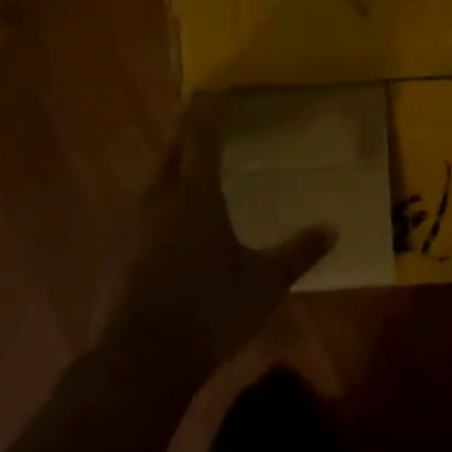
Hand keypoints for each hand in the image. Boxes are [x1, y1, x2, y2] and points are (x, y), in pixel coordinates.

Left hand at [98, 94, 336, 389]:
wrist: (141, 361)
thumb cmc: (210, 309)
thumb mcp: (266, 282)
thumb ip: (298, 252)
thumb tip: (331, 228)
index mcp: (195, 197)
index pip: (202, 140)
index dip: (208, 113)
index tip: (212, 90)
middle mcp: (160, 202)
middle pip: (170, 153)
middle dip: (184, 132)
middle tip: (197, 116)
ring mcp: (133, 229)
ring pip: (153, 182)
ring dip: (170, 166)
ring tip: (187, 164)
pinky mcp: (119, 255)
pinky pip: (143, 213)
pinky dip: (160, 201)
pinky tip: (170, 220)